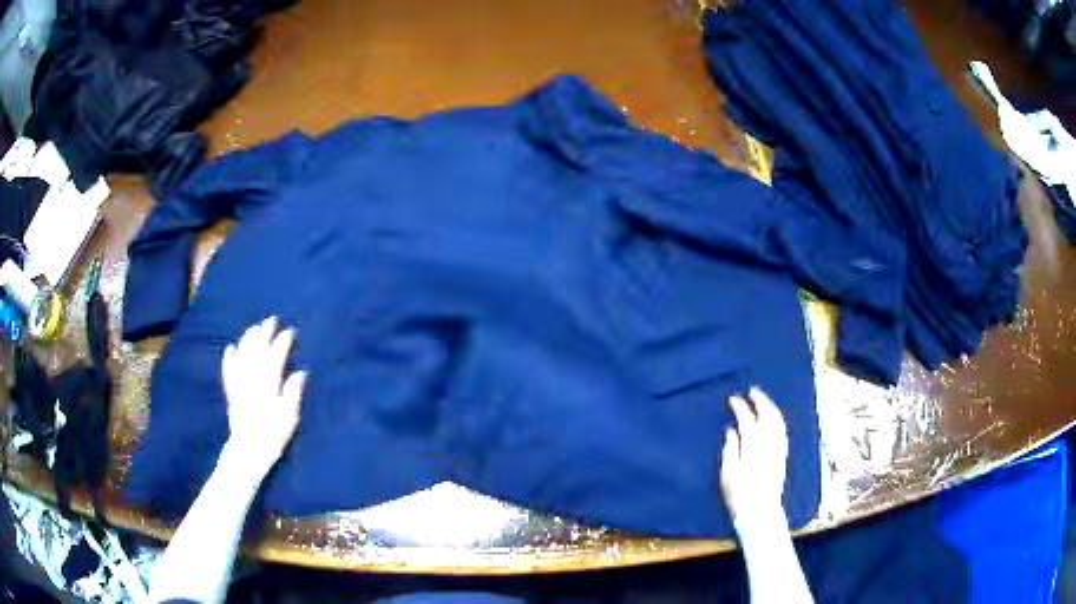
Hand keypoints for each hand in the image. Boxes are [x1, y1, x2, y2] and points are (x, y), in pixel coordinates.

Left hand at [221, 316, 306, 467]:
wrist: (249, 451)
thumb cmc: (273, 436)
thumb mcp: (289, 417)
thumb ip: (293, 393)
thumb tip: (300, 372)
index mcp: (268, 385)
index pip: (275, 358)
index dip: (282, 343)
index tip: (290, 331)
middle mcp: (251, 381)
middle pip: (257, 352)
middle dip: (264, 334)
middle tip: (271, 320)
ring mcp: (239, 386)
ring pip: (242, 357)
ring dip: (248, 340)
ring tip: (254, 328)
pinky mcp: (232, 393)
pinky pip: (228, 371)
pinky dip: (229, 359)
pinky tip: (231, 347)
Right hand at [720, 387, 788, 534]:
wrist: (760, 512)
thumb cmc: (738, 495)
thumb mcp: (727, 474)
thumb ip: (730, 449)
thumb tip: (731, 430)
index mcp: (752, 447)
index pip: (747, 420)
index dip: (740, 407)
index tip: (732, 399)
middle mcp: (768, 444)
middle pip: (767, 415)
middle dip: (760, 401)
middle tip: (751, 391)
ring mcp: (778, 449)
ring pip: (777, 421)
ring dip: (770, 407)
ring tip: (762, 399)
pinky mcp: (782, 455)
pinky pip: (782, 431)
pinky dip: (777, 419)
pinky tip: (773, 418)